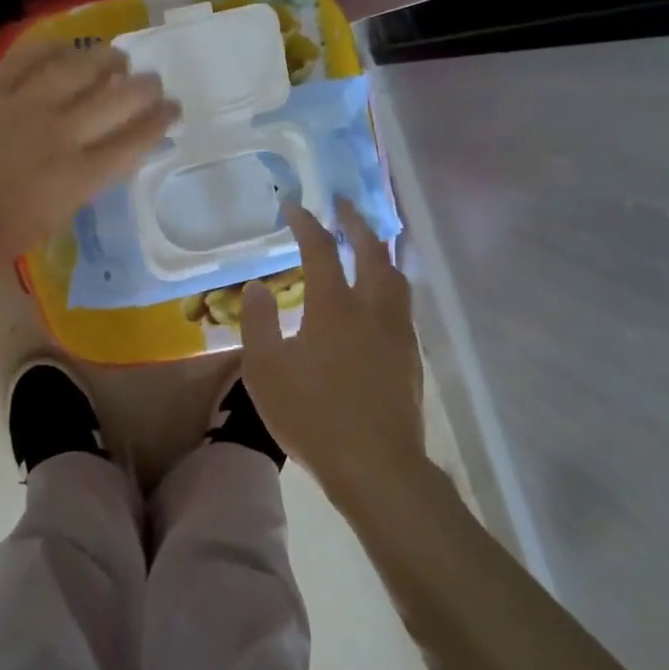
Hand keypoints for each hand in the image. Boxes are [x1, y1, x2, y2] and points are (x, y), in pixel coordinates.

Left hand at [0, 40, 178, 265]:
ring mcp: (26, 104)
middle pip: (118, 98)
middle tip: (152, 82)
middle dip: (144, 88)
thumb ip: (82, 183)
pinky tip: (65, 46)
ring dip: (105, 59)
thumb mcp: (54, 218)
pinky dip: (52, 48)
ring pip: (79, 67)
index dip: (160, 120)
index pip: (135, 138)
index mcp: (81, 173)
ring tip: (116, 57)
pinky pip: (28, 56)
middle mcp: (63, 132)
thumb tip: (98, 158)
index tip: (172, 109)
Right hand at [240, 199, 424, 498]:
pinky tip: (379, 296)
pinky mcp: (410, 355)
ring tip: (368, 242)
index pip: (320, 249)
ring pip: (395, 275)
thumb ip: (259, 322)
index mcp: (334, 306)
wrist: (376, 466)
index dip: (305, 223)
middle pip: (371, 250)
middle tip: (342, 204)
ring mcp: (397, 331)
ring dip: (379, 250)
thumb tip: (258, 285)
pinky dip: (389, 281)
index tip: (293, 207)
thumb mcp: (265, 370)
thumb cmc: (312, 416)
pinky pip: (402, 302)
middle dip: (355, 222)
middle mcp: (371, 308)